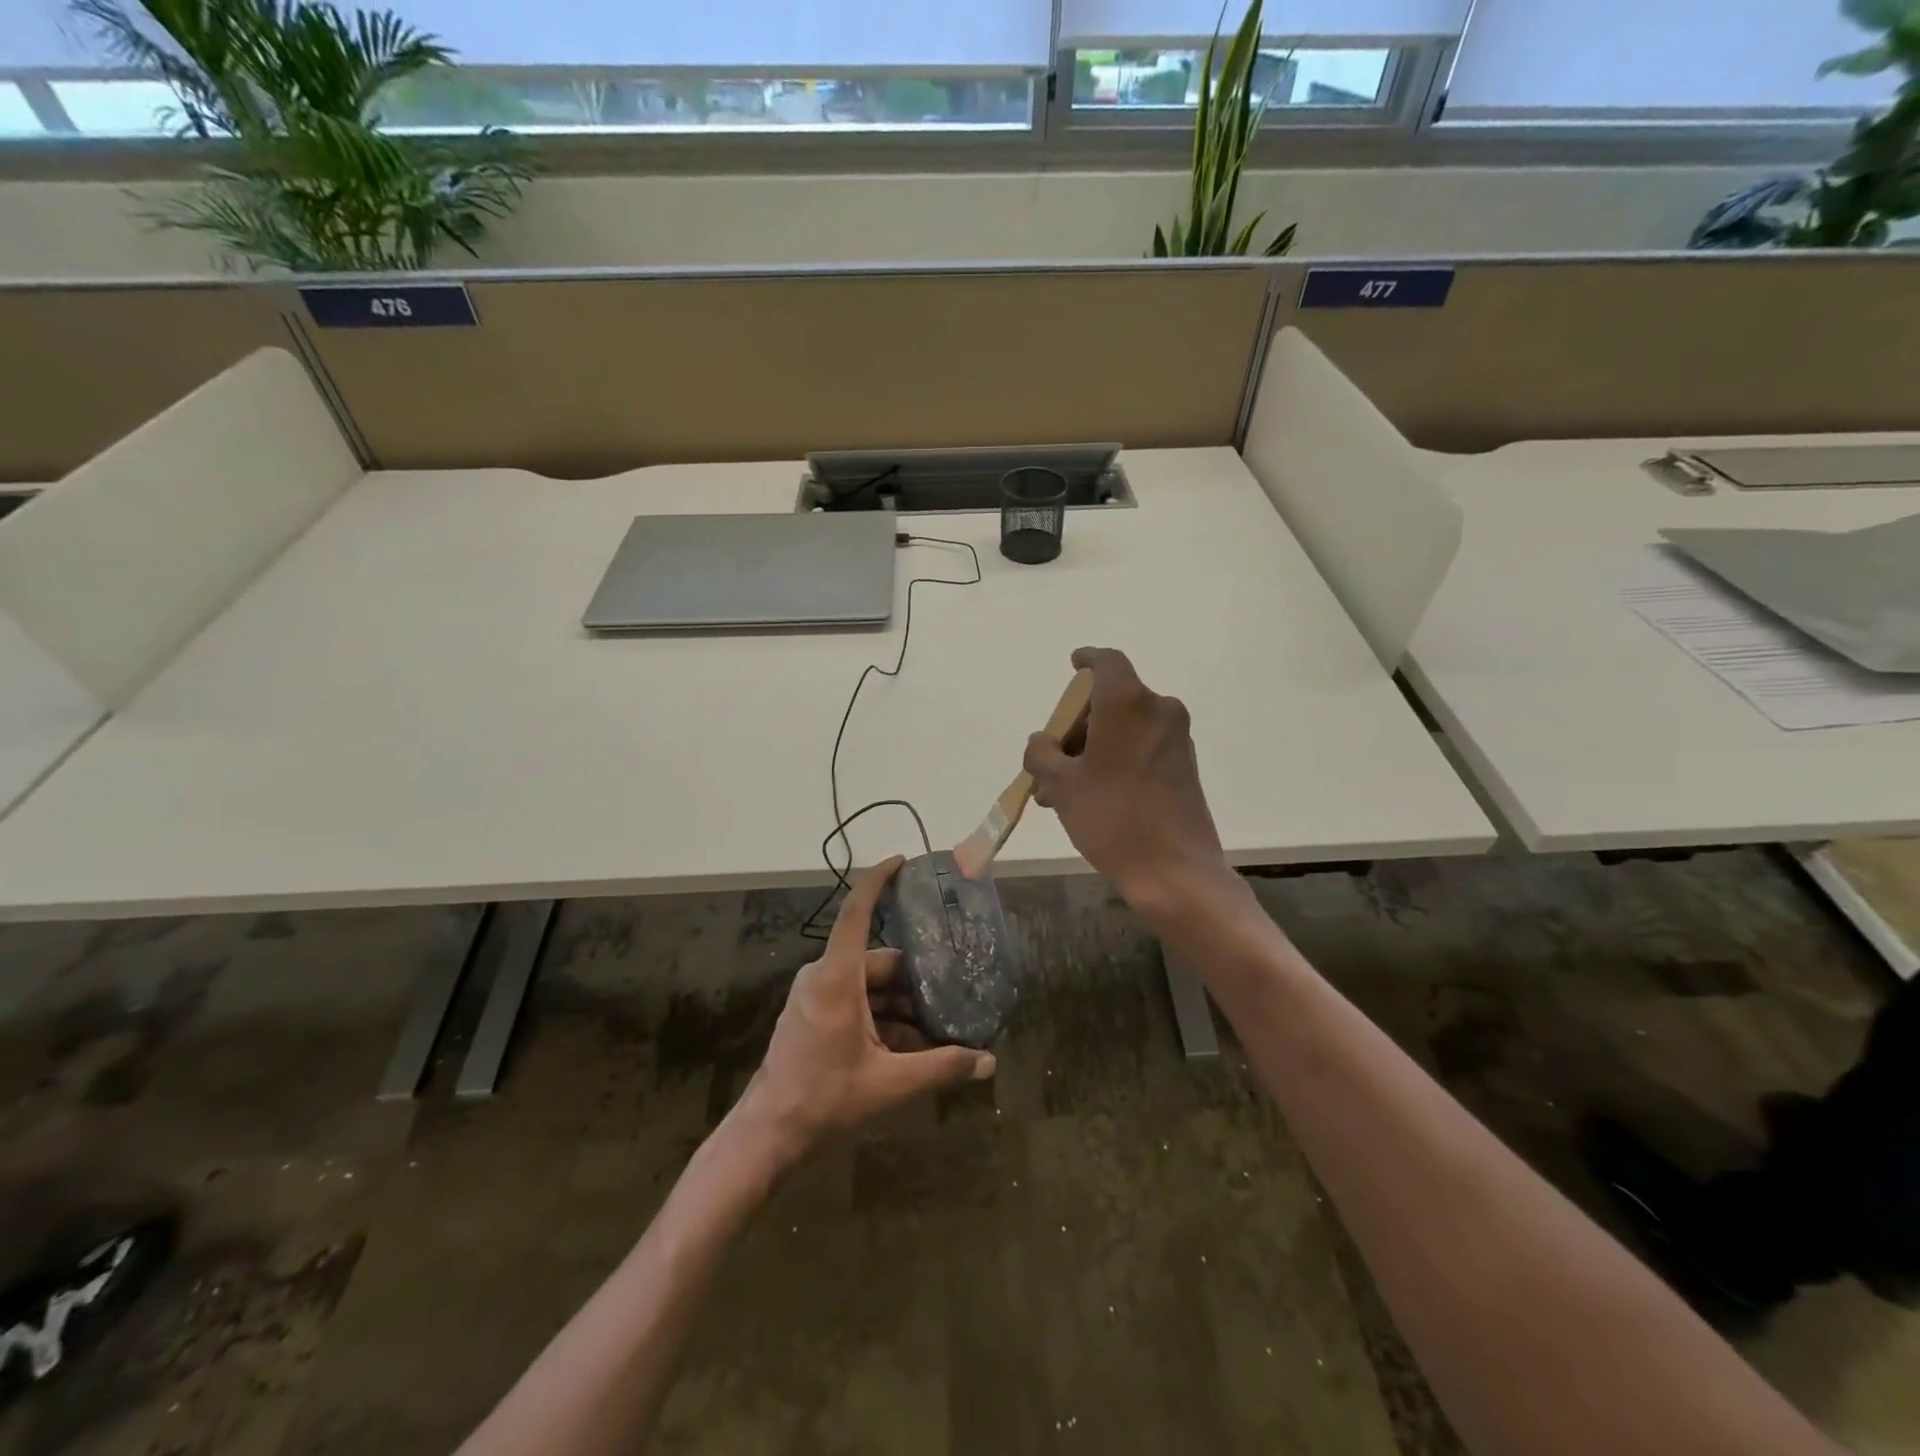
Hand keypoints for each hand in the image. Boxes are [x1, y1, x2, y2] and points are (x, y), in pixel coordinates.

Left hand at [732, 858, 995, 1165]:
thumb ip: (941, 1068)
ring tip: (940, 1025)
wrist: (766, 1137)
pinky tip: (911, 1045)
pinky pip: (854, 1001)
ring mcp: (814, 996)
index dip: (878, 880)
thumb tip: (988, 1062)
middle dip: (915, 977)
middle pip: (877, 960)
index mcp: (837, 977)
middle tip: (955, 989)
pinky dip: (882, 1016)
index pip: (857, 911)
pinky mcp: (813, 1015)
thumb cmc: (824, 1101)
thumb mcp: (890, 1085)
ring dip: (901, 1003)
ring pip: (868, 985)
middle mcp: (824, 977)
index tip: (902, 861)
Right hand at [1023, 647, 1233, 916]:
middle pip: (1111, 699)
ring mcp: (1176, 738)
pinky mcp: (1185, 764)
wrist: (1175, 870)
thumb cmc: (1112, 818)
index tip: (1072, 666)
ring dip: (1093, 746)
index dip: (1086, 660)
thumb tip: (1041, 743)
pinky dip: (1116, 757)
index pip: (1106, 661)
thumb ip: (1042, 754)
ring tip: (1062, 789)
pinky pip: (1142, 746)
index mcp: (1127, 703)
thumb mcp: (1061, 785)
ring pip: (1124, 726)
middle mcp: (1158, 710)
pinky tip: (1092, 794)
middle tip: (1051, 759)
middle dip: (1077, 723)